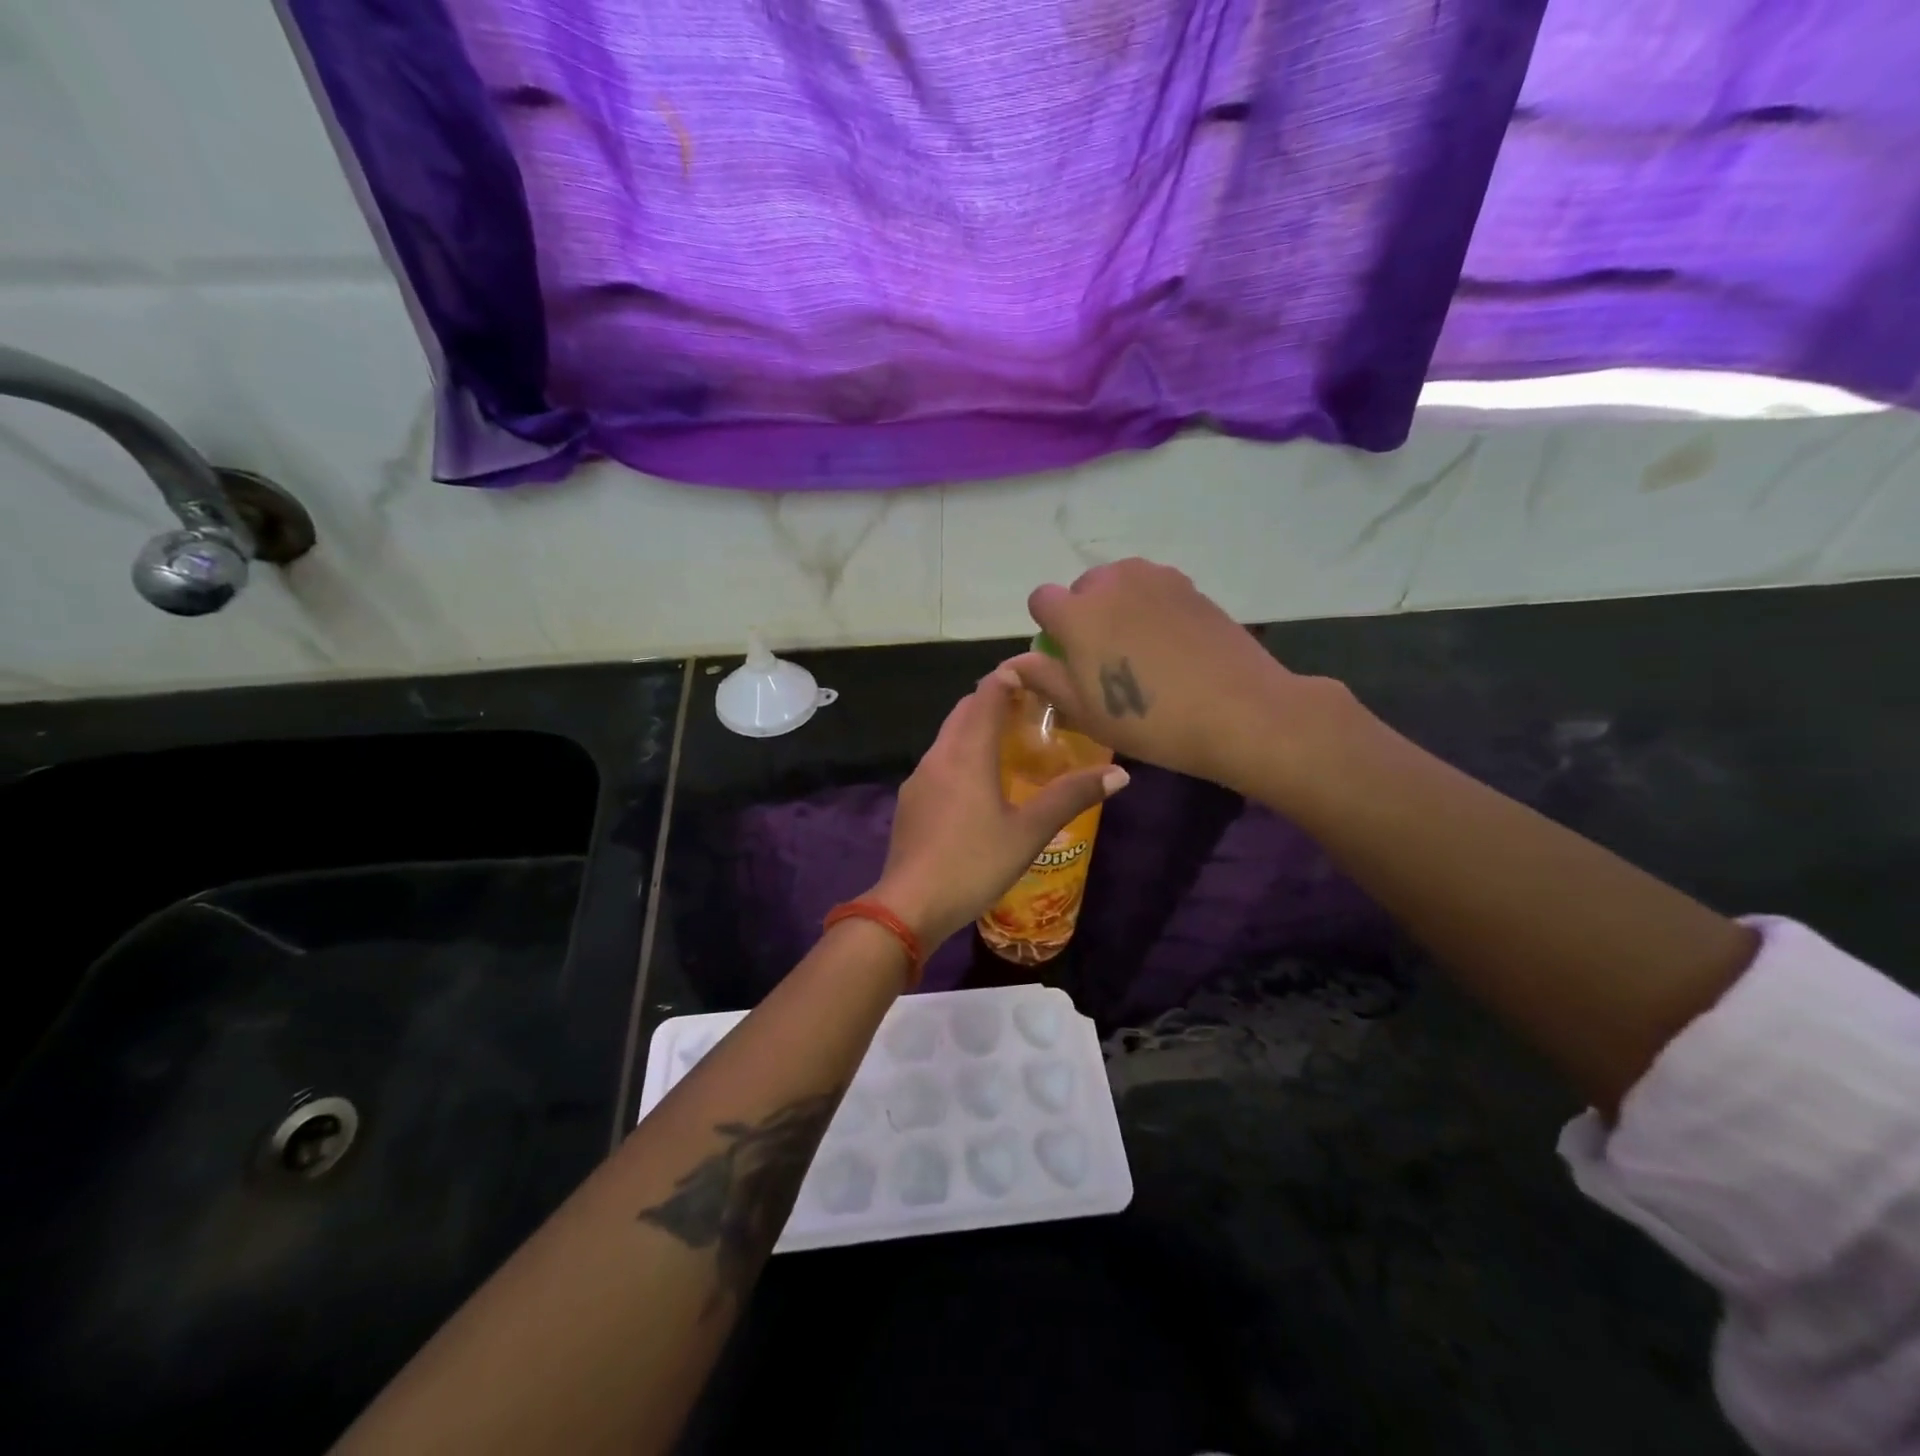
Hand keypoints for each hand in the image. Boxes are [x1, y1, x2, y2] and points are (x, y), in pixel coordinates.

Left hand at [868, 669, 1129, 947]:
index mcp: (967, 752)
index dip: (1012, 676)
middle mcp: (939, 754)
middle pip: (966, 710)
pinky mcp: (910, 801)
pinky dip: (963, 756)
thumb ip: (1071, 797)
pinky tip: (980, 786)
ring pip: (950, 736)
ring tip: (1012, 745)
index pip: (988, 692)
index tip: (1041, 675)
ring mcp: (919, 778)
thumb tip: (1120, 774)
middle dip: (996, 701)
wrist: (909, 905)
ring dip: (977, 729)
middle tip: (1034, 711)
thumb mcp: (1029, 832)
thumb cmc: (974, 863)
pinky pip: (940, 763)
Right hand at [1007, 558, 1351, 794]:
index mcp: (1077, 613)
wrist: (1237, 711)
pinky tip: (1171, 644)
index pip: (1041, 599)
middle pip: (1083, 588)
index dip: (1048, 628)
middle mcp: (1112, 583)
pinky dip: (1151, 608)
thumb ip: (1044, 679)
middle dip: (1084, 614)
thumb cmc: (1148, 720)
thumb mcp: (1085, 711)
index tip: (1065, 658)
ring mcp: (1155, 579)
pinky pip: (1154, 589)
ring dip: (1118, 607)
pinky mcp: (1190, 586)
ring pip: (1120, 584)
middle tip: (1106, 658)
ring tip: (1140, 649)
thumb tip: (1014, 663)